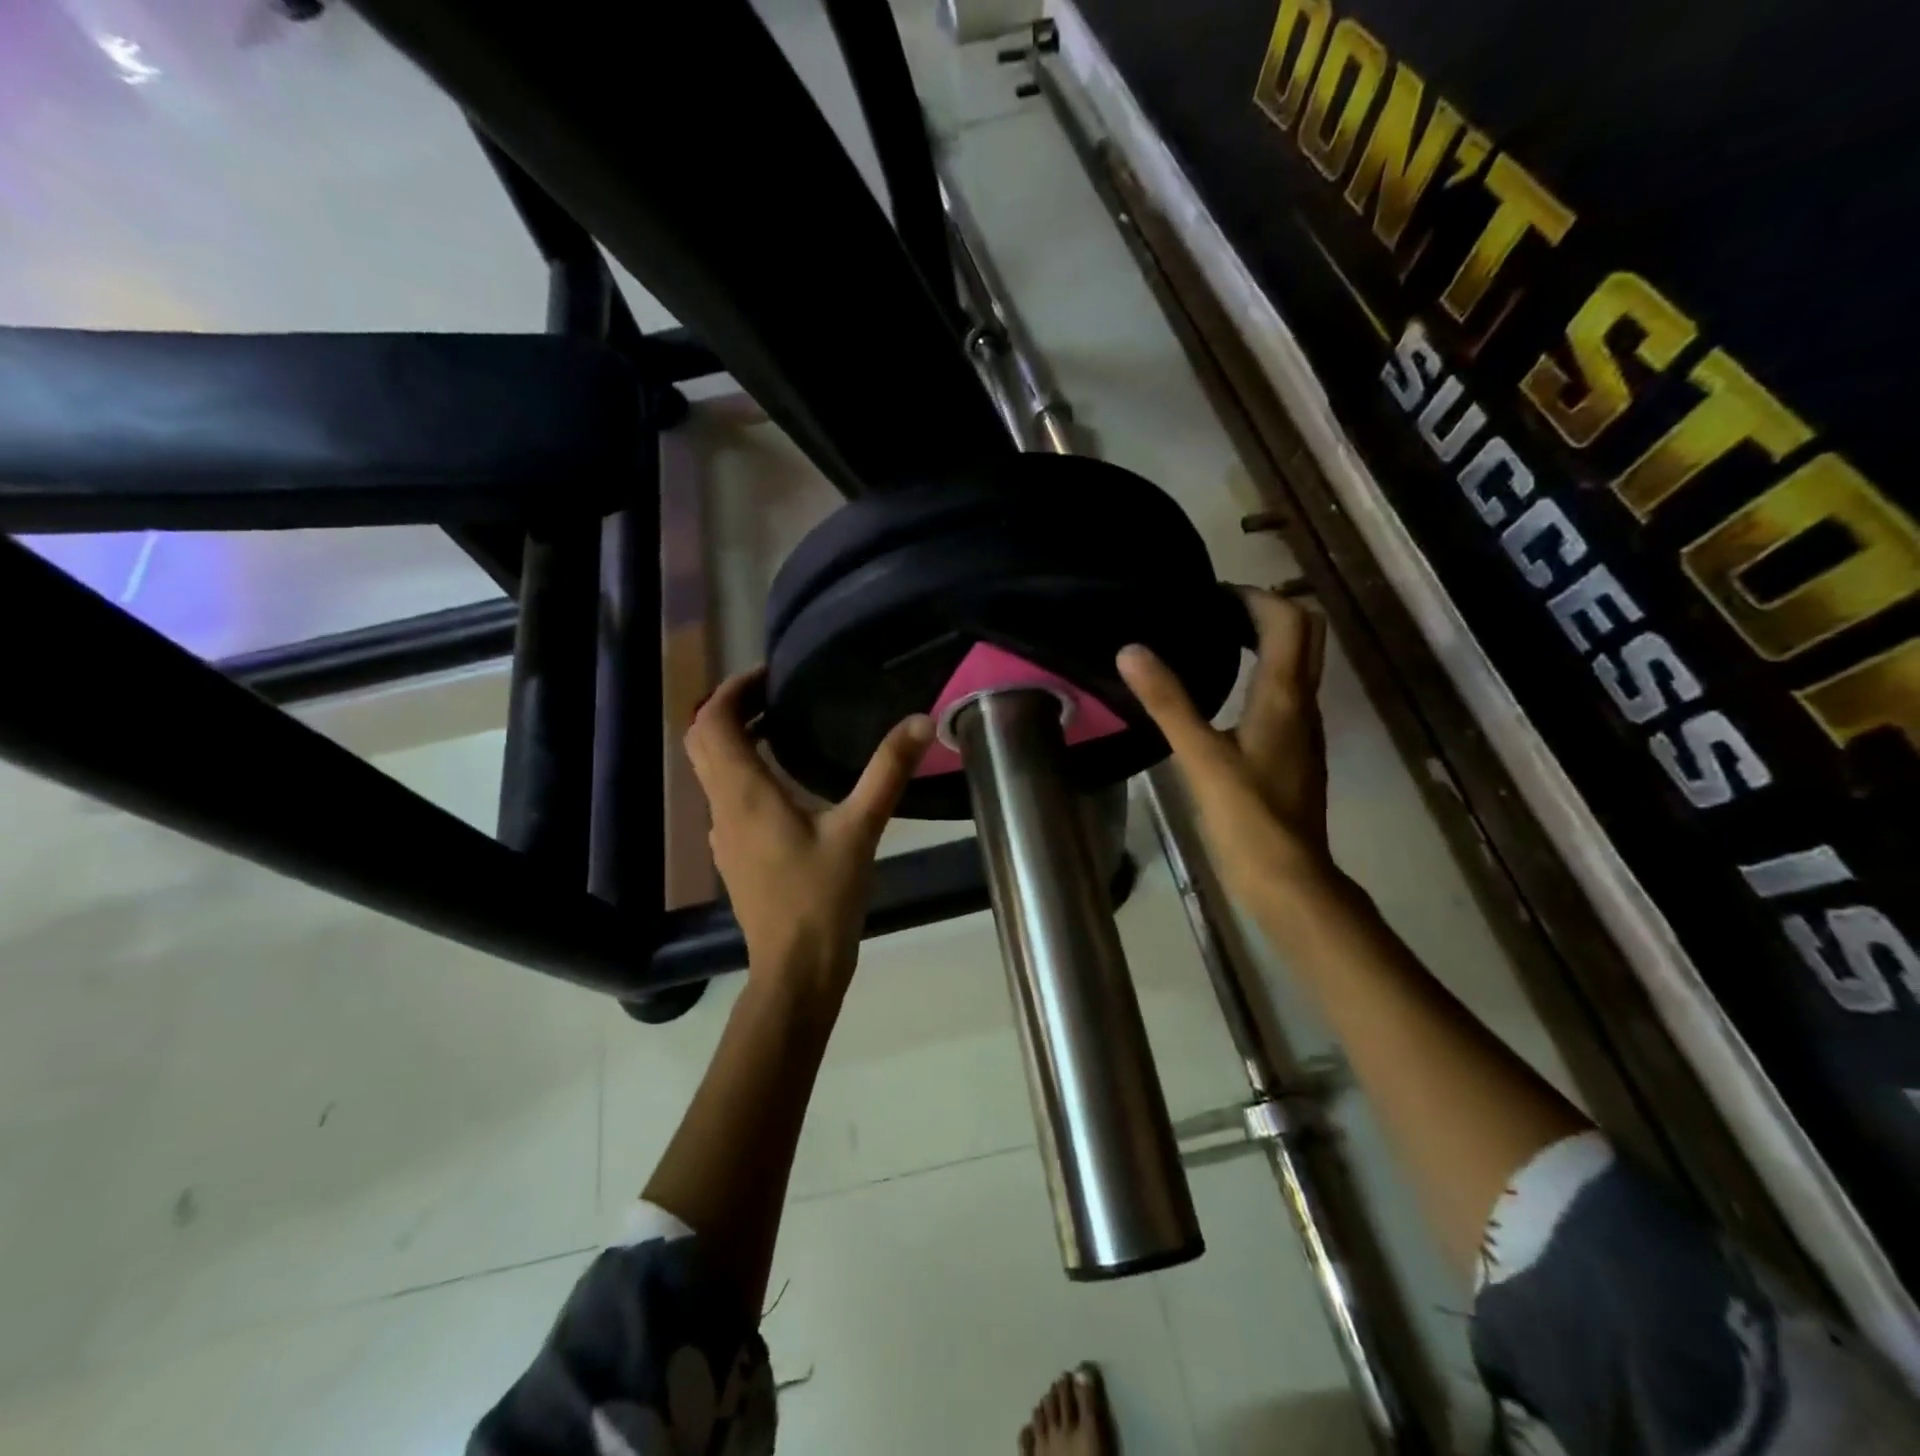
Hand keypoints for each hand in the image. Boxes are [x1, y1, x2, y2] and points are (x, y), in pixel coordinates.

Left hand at [685, 668, 933, 993]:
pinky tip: (784, 781)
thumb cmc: (822, 897)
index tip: (768, 674)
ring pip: (710, 769)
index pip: (713, 722)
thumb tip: (921, 720)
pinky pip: (725, 795)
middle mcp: (723, 807)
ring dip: (733, 738)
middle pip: (702, 740)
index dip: (733, 689)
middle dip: (729, 708)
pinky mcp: (733, 853)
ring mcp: (723, 833)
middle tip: (773, 693)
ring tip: (780, 724)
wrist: (795, 968)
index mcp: (744, 793)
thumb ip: (887, 772)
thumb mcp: (861, 830)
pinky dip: (742, 769)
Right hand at [1117, 588, 1332, 898]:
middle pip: (1305, 635)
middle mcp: (1303, 704)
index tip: (1210, 595)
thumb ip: (1167, 701)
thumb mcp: (1200, 756)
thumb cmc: (1247, 816)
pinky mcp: (1293, 752)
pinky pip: (1285, 694)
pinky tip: (1224, 697)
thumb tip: (1131, 650)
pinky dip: (1261, 675)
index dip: (1254, 596)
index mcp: (1284, 695)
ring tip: (1213, 643)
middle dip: (1266, 612)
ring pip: (1297, 664)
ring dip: (1265, 642)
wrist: (1287, 877)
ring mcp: (1303, 730)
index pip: (1287, 620)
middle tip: (1215, 613)